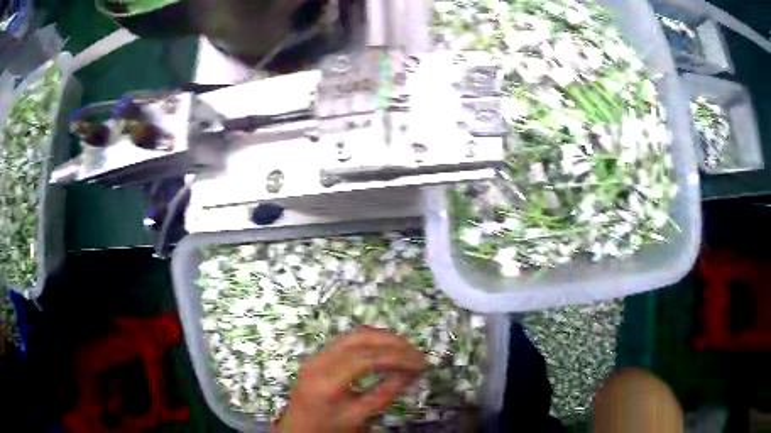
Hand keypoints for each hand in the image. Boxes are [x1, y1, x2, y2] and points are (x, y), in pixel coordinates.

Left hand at [275, 327, 426, 432]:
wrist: (297, 431)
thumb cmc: (328, 429)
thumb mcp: (358, 417)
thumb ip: (385, 394)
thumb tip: (412, 373)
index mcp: (327, 381)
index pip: (367, 358)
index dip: (398, 357)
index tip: (421, 363)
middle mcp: (319, 361)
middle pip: (360, 338)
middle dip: (392, 342)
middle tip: (416, 353)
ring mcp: (316, 356)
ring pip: (353, 335)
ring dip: (382, 338)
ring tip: (406, 350)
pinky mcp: (317, 357)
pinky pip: (346, 341)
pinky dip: (369, 341)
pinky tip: (384, 350)